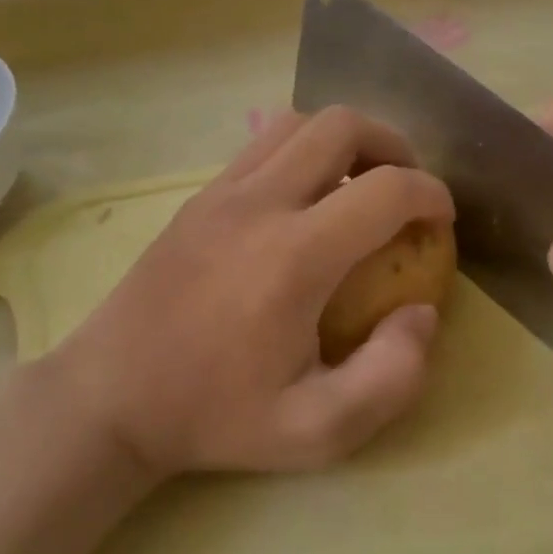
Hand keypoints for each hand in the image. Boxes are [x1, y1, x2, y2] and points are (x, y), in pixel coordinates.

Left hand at [38, 107, 454, 477]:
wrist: (110, 398)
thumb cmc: (216, 416)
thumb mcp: (318, 431)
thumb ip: (391, 377)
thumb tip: (421, 313)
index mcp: (294, 257)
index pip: (386, 189)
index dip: (432, 195)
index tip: (442, 221)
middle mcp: (258, 204)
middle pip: (342, 125)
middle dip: (393, 146)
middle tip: (406, 191)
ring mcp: (220, 192)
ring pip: (298, 123)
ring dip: (346, 142)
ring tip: (361, 185)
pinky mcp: (198, 197)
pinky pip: (263, 145)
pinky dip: (303, 152)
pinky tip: (307, 202)